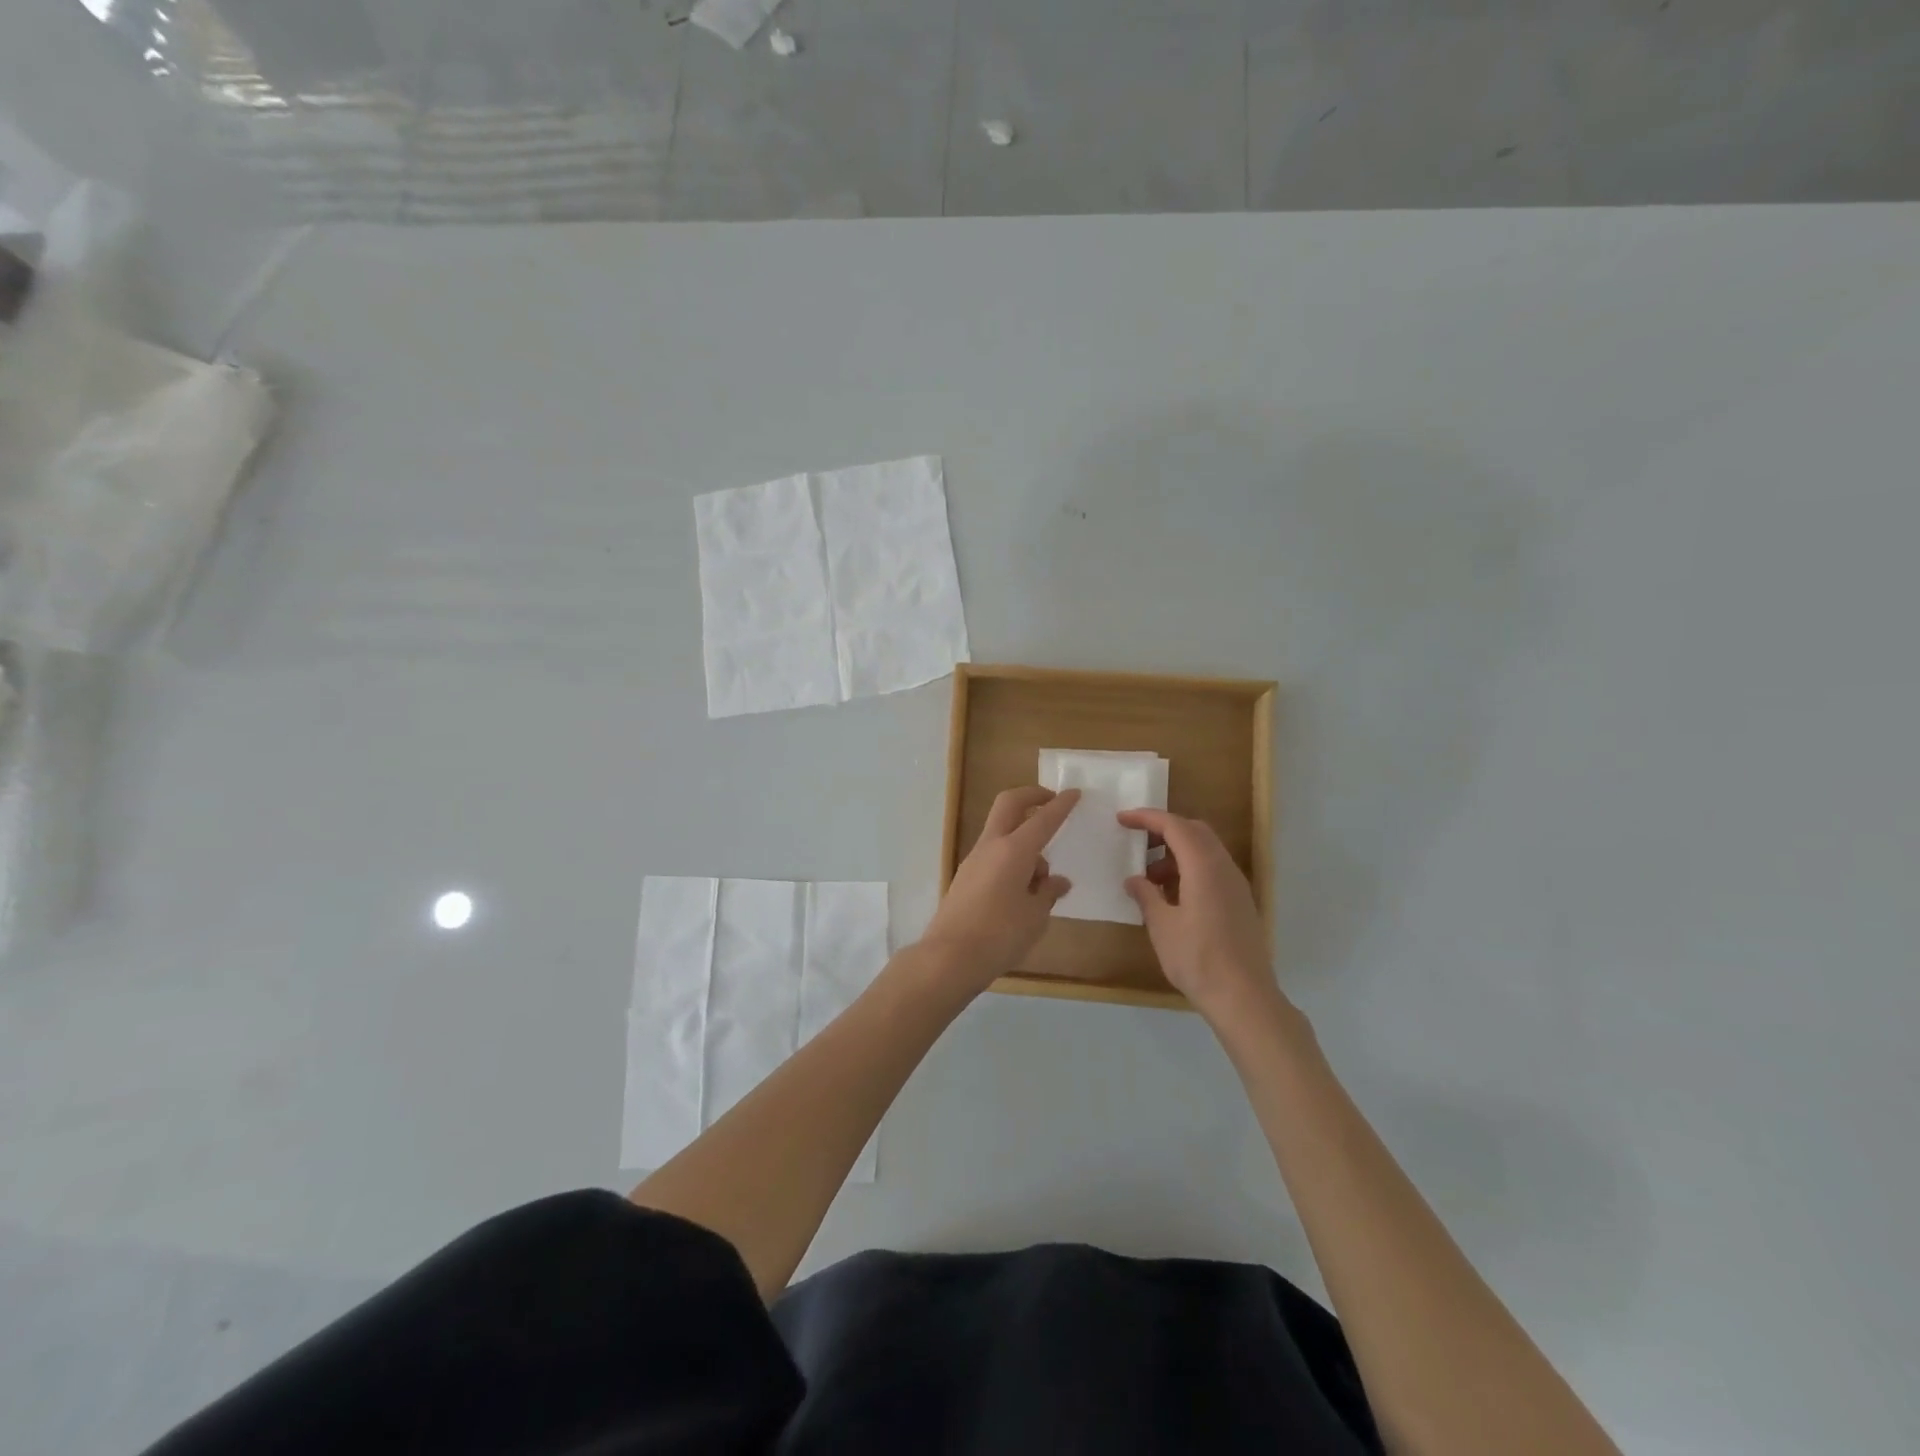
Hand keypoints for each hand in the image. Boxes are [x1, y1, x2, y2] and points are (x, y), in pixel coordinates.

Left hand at [921, 787, 1077, 991]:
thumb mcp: (1035, 916)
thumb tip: (1057, 881)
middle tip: (1051, 802)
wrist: (949, 957)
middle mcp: (991, 846)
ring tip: (1042, 881)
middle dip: (1031, 796)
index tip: (1074, 793)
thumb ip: (1048, 893)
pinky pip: (994, 855)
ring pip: (1002, 832)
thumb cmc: (999, 935)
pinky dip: (1012, 859)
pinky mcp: (966, 877)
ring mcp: (974, 860)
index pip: (1043, 819)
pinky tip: (1023, 891)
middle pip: (1009, 804)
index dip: (1061, 805)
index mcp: (1013, 850)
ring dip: (1024, 839)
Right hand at [1119, 808, 1282, 1021]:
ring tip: (1150, 879)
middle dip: (1164, 830)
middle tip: (1137, 843)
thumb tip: (1134, 880)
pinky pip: (1213, 870)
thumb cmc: (1198, 959)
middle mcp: (1224, 868)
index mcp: (1204, 867)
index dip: (1147, 818)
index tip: (1122, 819)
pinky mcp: (1240, 903)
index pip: (1174, 826)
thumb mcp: (1162, 926)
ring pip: (1206, 851)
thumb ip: (1147, 896)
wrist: (1244, 997)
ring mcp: (1236, 885)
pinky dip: (1190, 869)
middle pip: (1195, 831)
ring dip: (1176, 853)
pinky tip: (1172, 896)